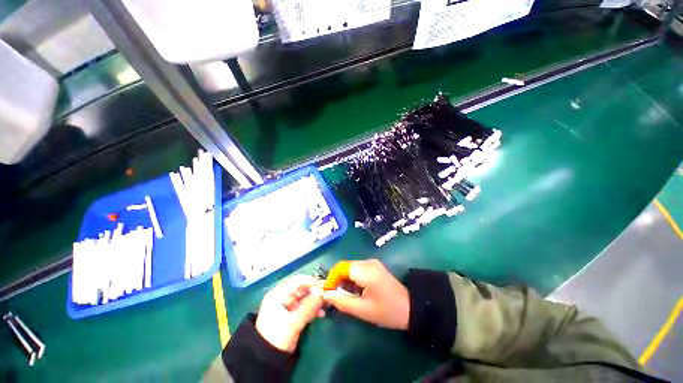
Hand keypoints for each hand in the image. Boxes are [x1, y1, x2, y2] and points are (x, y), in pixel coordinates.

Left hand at [255, 275, 324, 352]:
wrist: (266, 360)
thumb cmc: (277, 337)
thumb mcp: (293, 322)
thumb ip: (309, 307)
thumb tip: (322, 293)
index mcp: (278, 294)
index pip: (297, 281)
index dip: (310, 282)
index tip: (323, 286)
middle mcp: (283, 297)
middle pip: (302, 289)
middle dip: (315, 292)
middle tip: (328, 295)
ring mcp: (288, 306)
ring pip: (305, 298)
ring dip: (315, 301)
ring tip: (326, 305)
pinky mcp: (292, 315)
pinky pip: (305, 307)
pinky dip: (313, 309)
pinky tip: (321, 314)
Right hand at [323, 259, 409, 329]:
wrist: (411, 308)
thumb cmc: (387, 311)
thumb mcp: (362, 310)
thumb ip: (342, 301)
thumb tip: (325, 294)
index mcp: (365, 270)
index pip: (340, 267)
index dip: (331, 279)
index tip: (327, 293)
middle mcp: (368, 262)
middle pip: (345, 267)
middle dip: (337, 280)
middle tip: (335, 296)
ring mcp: (372, 263)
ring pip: (351, 268)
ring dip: (345, 280)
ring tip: (345, 296)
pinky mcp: (374, 267)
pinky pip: (358, 270)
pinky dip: (352, 279)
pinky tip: (355, 291)